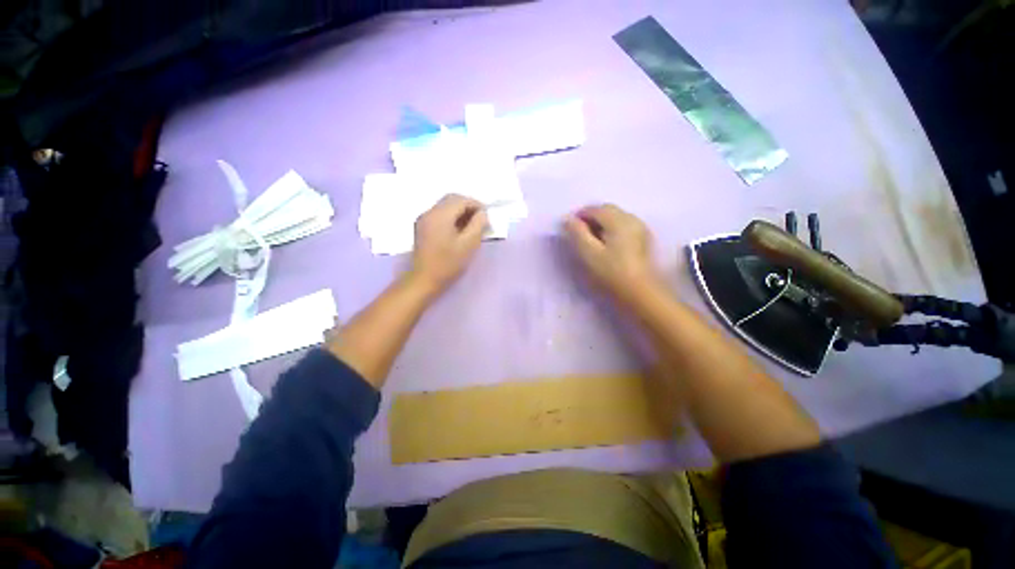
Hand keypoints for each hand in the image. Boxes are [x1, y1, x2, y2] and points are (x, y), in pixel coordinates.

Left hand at [409, 194, 487, 296]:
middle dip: (468, 206)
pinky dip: (451, 217)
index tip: (486, 217)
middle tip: (480, 221)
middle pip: (451, 199)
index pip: (461, 200)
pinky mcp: (422, 228)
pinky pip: (439, 215)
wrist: (424, 280)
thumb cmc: (448, 264)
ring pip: (445, 206)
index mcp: (440, 215)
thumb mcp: (469, 244)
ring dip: (460, 212)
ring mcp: (423, 219)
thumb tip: (482, 213)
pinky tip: (458, 231)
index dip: (476, 205)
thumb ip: (478, 225)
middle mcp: (429, 212)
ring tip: (471, 226)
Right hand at [563, 204, 661, 302]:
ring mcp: (640, 229)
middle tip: (578, 235)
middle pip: (607, 210)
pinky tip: (606, 245)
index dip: (579, 216)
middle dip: (591, 218)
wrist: (641, 293)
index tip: (568, 229)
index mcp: (618, 220)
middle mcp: (632, 219)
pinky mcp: (643, 240)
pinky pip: (623, 226)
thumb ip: (577, 233)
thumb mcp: (589, 253)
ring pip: (616, 218)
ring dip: (601, 224)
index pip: (595, 209)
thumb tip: (567, 219)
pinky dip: (611, 230)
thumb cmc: (611, 273)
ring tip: (591, 241)